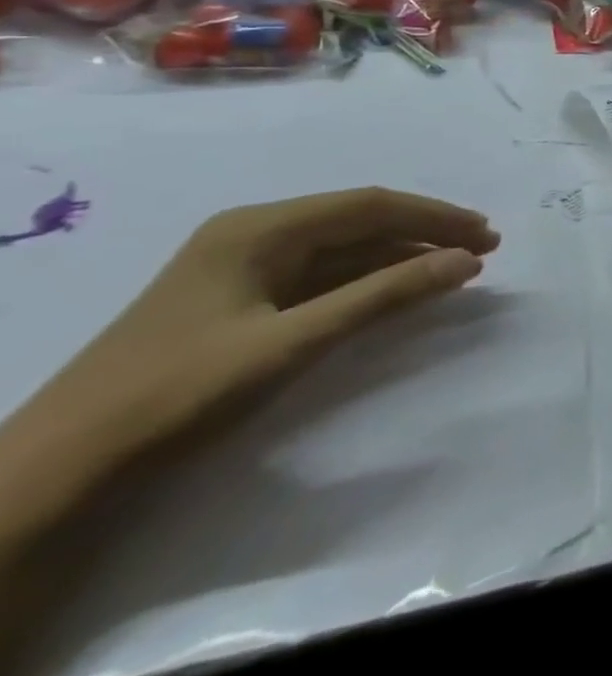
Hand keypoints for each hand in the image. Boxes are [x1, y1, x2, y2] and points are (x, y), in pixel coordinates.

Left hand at [0, 188, 497, 521]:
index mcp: (259, 229)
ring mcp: (245, 268)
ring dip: (403, 256)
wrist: (62, 470)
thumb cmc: (180, 393)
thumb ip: (384, 295)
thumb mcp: (293, 341)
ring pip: (346, 249)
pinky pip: (325, 276)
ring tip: (456, 268)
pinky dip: (371, 279)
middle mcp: (254, 235)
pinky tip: (401, 290)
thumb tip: (466, 262)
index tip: (486, 236)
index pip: (370, 205)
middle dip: (426, 233)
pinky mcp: (242, 301)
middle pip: (360, 221)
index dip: (435, 216)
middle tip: (483, 250)